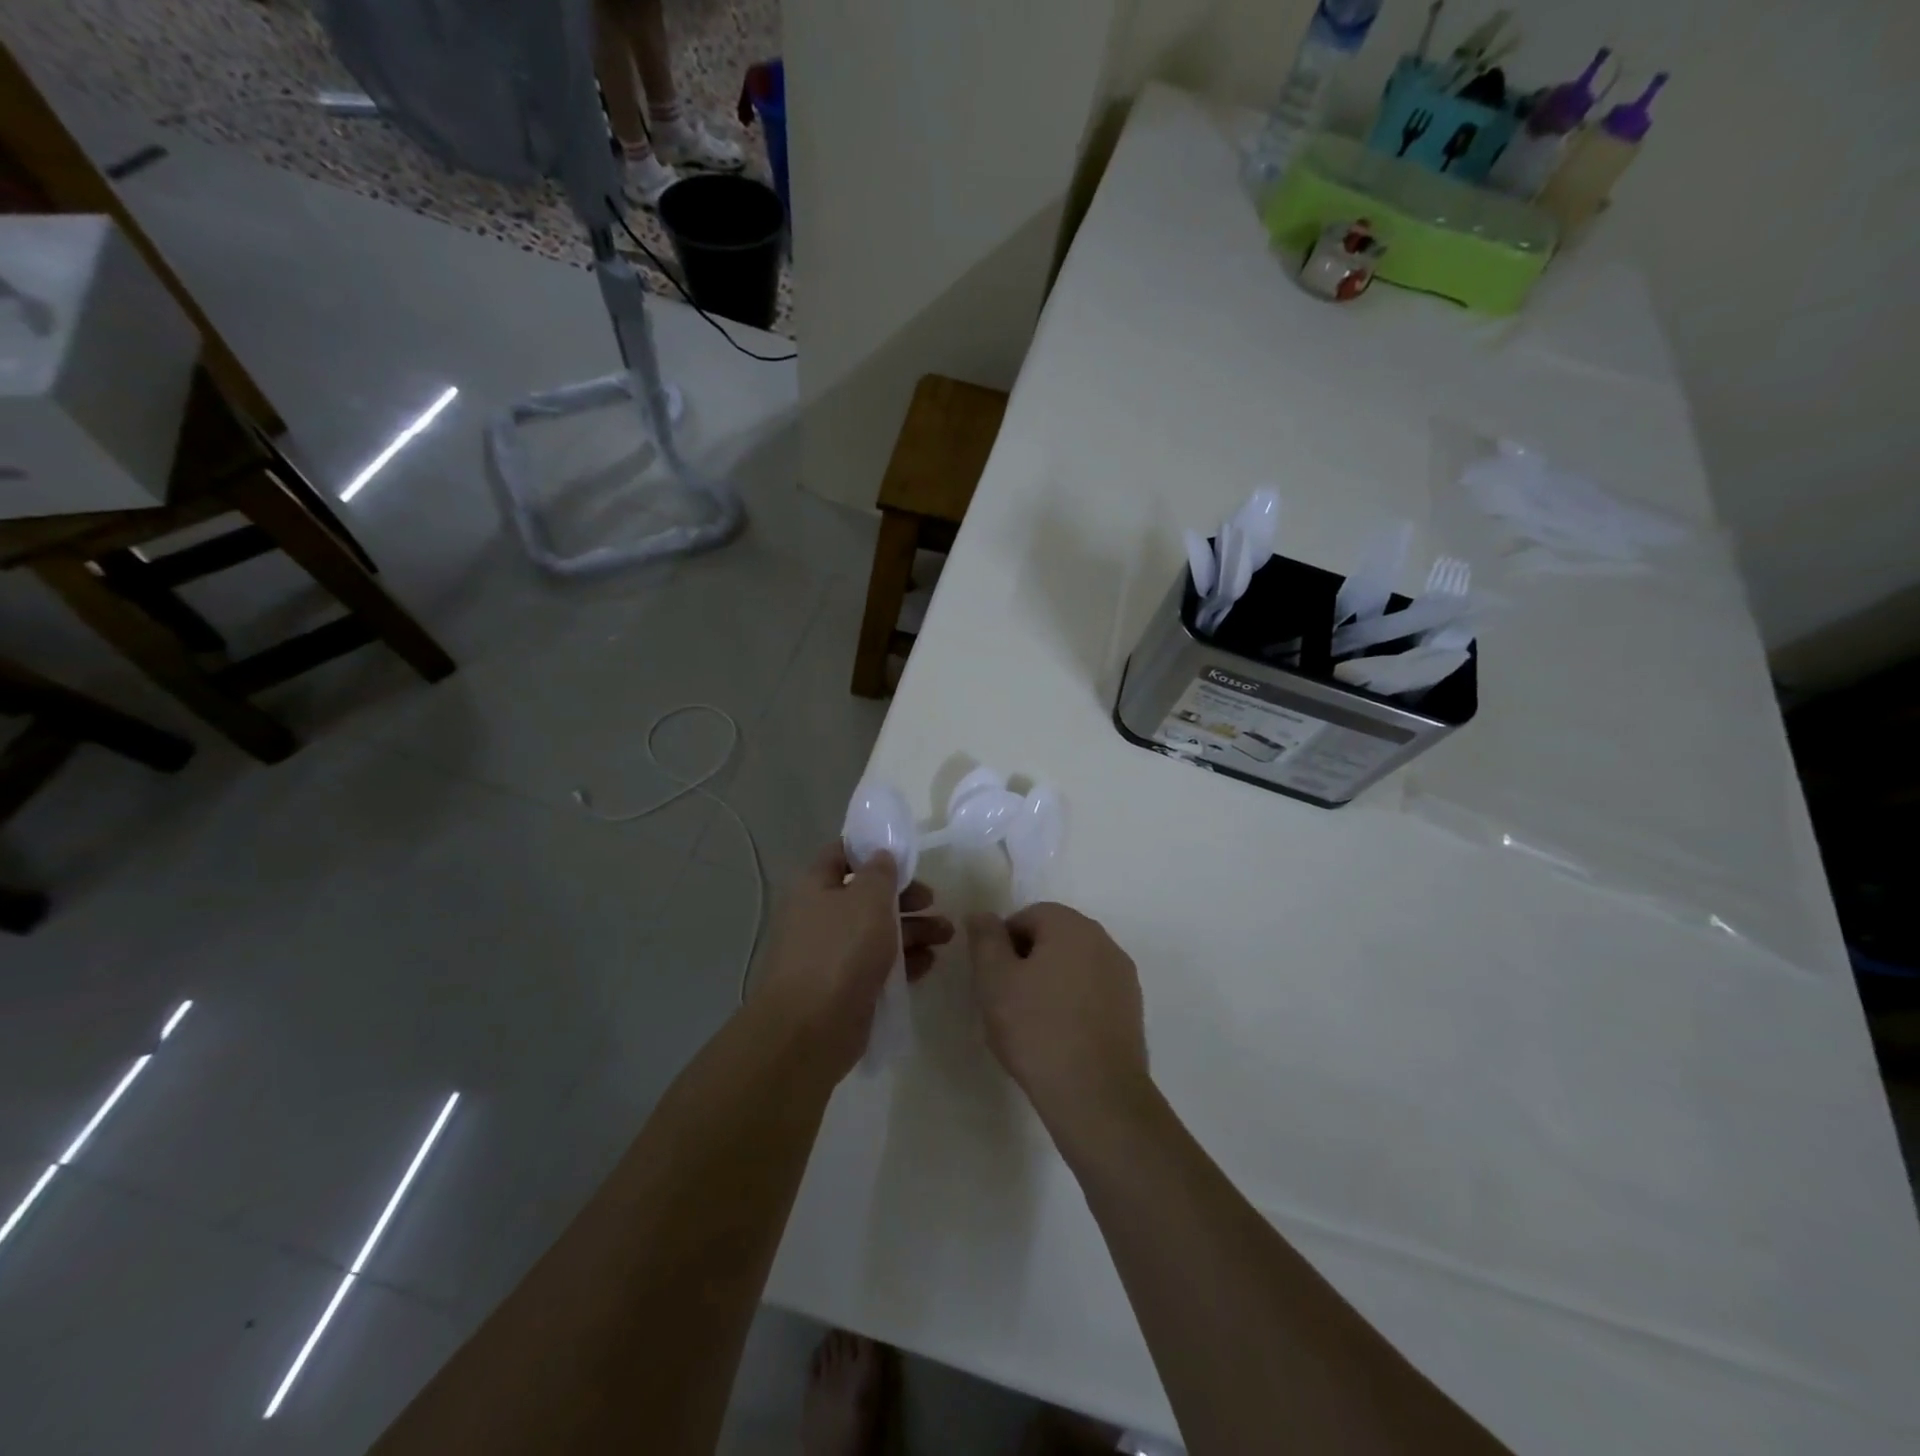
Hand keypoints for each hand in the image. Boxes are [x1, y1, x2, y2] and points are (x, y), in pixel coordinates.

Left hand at [756, 843, 952, 1078]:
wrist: (811, 1028)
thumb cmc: (840, 950)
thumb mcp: (868, 899)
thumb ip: (880, 872)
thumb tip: (881, 856)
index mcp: (815, 886)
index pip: (841, 854)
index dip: (871, 850)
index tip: (905, 856)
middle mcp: (819, 916)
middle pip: (866, 896)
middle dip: (904, 897)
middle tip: (933, 901)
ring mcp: (831, 954)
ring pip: (876, 932)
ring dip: (912, 930)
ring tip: (946, 935)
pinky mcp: (845, 987)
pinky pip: (878, 966)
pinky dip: (903, 961)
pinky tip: (929, 963)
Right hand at [966, 903, 1149, 1137]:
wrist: (1097, 1095)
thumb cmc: (1037, 1029)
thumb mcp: (994, 980)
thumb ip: (985, 939)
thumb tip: (982, 914)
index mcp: (1071, 926)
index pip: (1027, 917)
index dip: (1003, 945)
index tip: (993, 980)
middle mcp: (1103, 940)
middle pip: (1054, 938)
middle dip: (1028, 962)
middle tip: (1007, 1001)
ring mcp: (1123, 975)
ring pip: (1074, 966)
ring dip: (1051, 983)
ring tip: (1032, 1024)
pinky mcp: (1132, 1009)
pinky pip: (1093, 993)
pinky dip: (1074, 1004)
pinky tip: (1060, 1037)